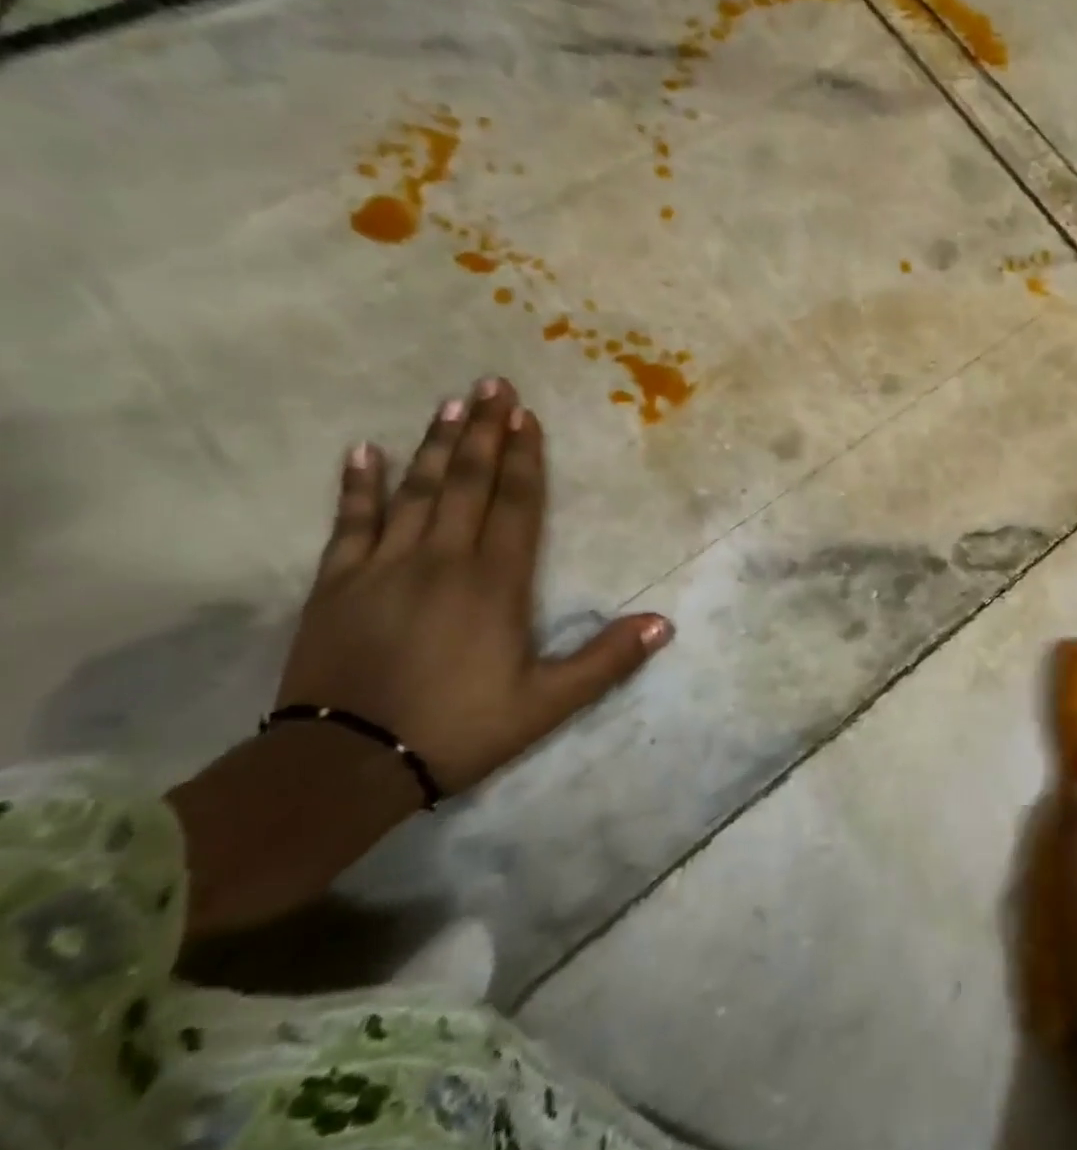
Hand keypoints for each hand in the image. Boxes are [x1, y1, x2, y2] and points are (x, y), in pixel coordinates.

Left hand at [275, 376, 672, 795]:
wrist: (344, 765)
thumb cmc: (458, 729)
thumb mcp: (547, 704)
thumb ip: (607, 660)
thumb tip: (665, 623)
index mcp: (495, 583)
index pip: (517, 505)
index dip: (525, 459)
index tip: (526, 416)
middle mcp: (443, 560)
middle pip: (469, 483)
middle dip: (485, 432)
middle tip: (492, 384)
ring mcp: (385, 567)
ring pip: (417, 491)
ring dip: (437, 445)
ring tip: (451, 404)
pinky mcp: (338, 584)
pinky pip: (350, 523)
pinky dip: (357, 486)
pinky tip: (363, 452)